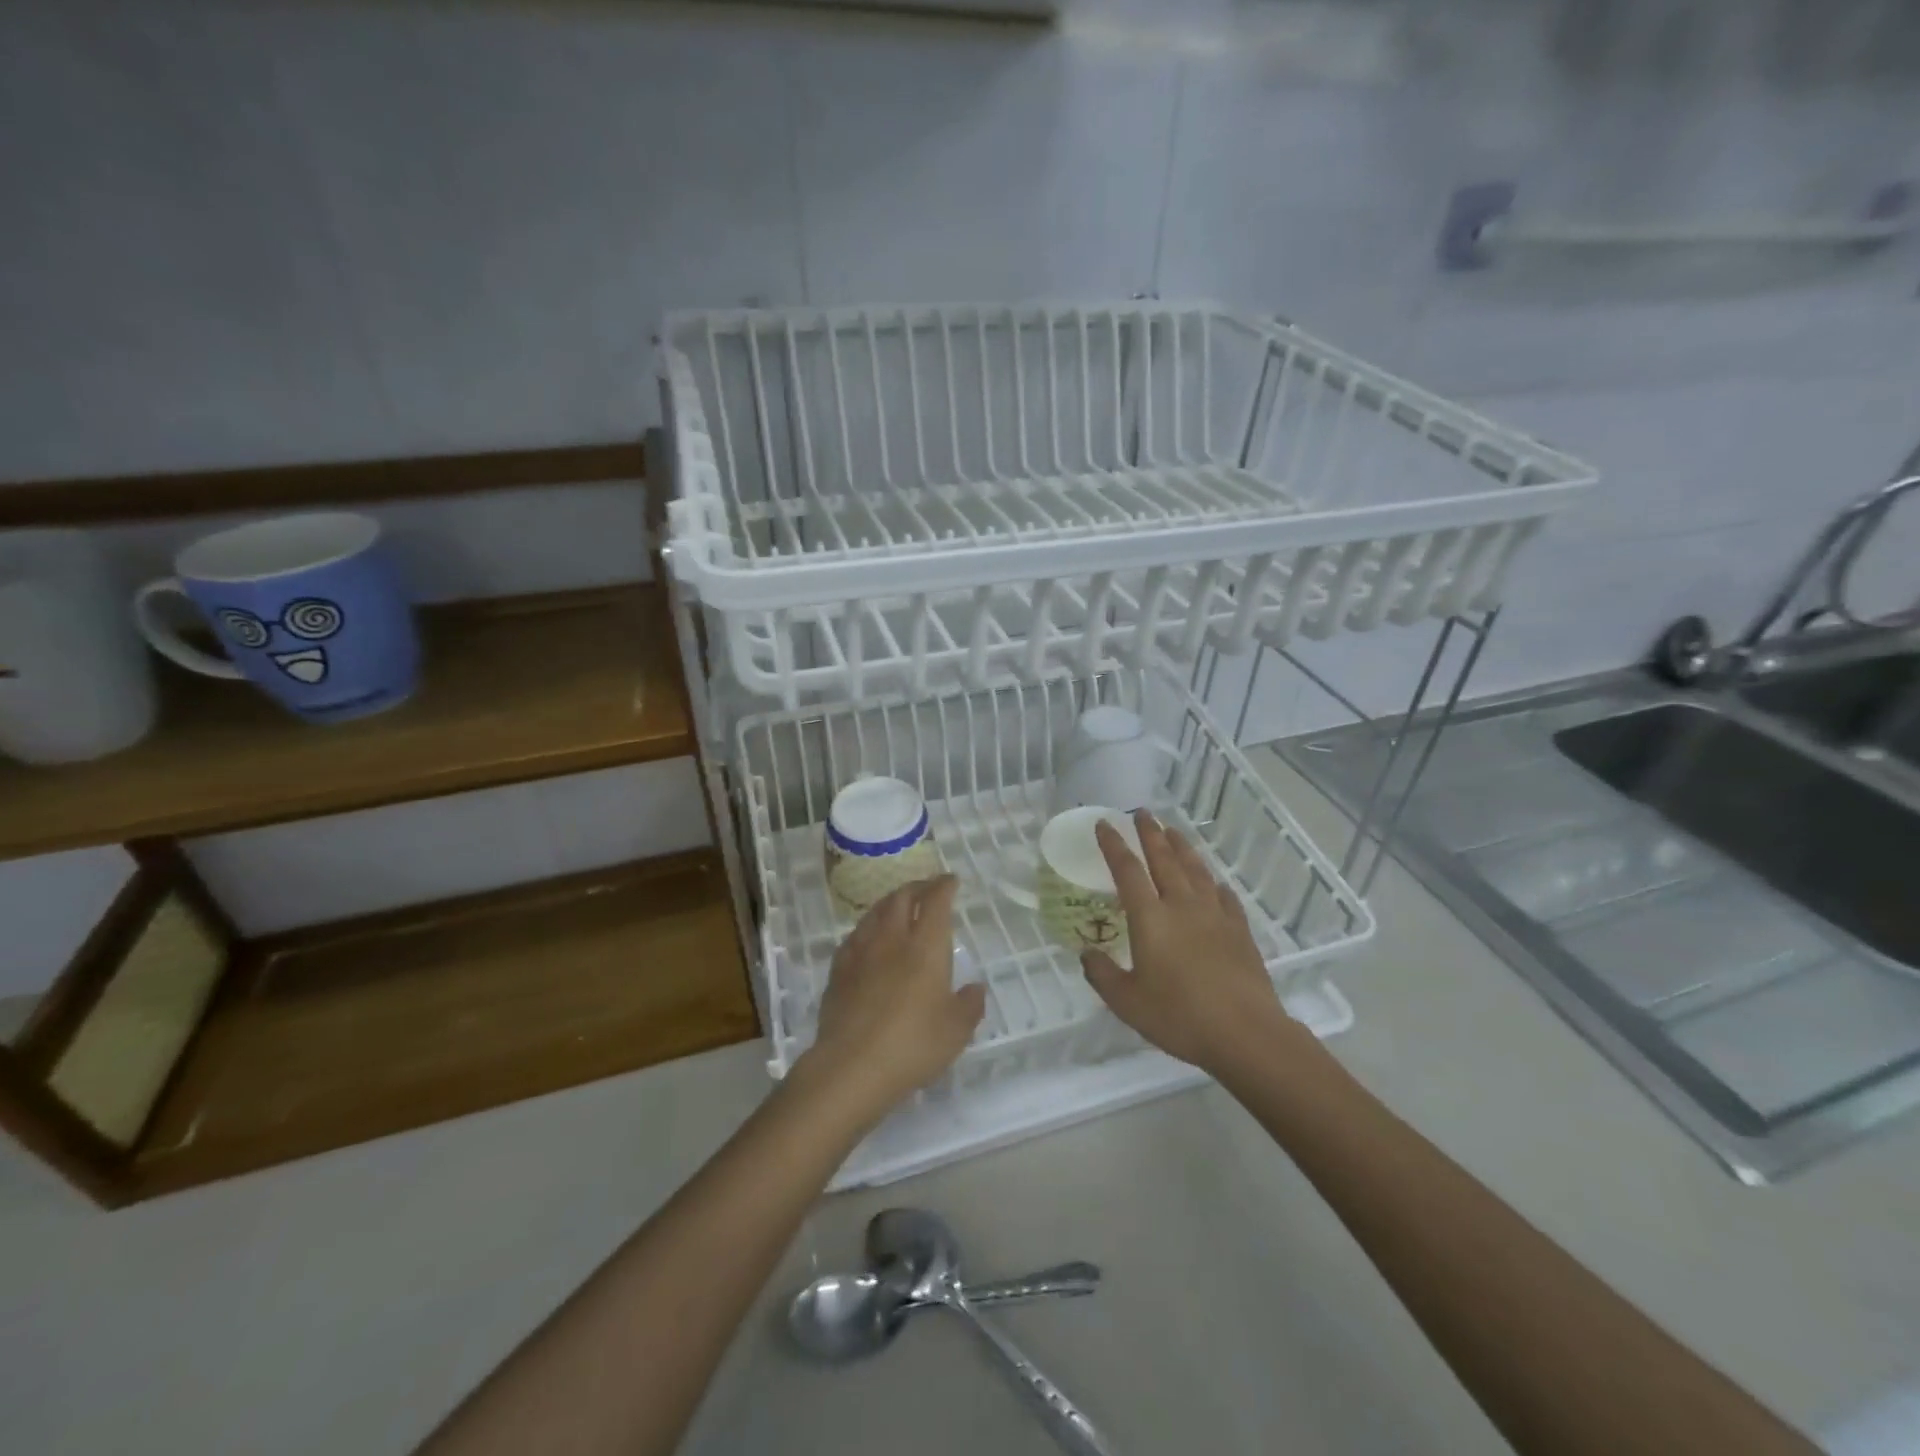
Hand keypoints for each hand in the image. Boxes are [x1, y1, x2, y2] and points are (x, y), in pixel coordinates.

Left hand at [801, 876, 985, 1123]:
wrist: (851, 1065)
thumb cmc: (913, 1044)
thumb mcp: (956, 1031)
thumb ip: (969, 1005)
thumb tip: (975, 988)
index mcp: (926, 946)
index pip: (936, 901)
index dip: (944, 886)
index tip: (951, 880)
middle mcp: (893, 938)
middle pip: (902, 897)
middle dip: (917, 887)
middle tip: (927, 889)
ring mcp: (861, 951)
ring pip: (876, 912)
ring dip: (891, 902)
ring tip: (899, 906)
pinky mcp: (839, 970)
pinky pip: (855, 936)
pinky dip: (868, 928)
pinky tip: (869, 938)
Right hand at [1082, 811, 1314, 1077]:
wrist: (1245, 1033)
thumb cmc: (1179, 1016)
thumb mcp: (1127, 1002)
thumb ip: (1103, 975)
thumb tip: (1087, 954)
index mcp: (1150, 918)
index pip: (1127, 870)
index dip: (1114, 845)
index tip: (1105, 824)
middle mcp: (1181, 906)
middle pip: (1164, 859)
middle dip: (1150, 834)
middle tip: (1142, 813)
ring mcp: (1214, 915)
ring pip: (1196, 870)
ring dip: (1182, 848)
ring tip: (1174, 832)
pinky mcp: (1239, 930)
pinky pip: (1225, 897)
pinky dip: (1215, 884)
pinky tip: (1214, 883)